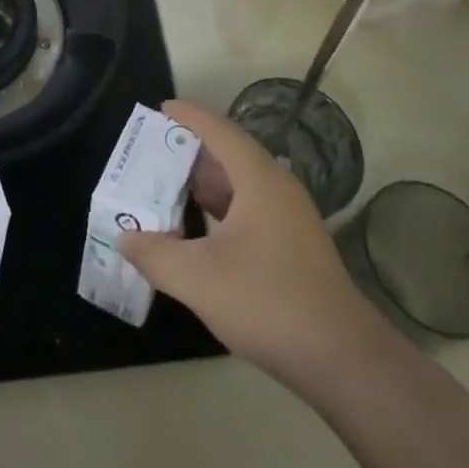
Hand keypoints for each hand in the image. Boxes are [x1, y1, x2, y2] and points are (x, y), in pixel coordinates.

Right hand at [118, 99, 383, 390]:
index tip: (160, 108)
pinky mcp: (294, 245)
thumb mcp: (199, 279)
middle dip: (190, 151)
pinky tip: (199, 230)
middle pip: (229, 154)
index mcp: (258, 179)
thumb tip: (125, 237)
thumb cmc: (268, 302)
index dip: (189, 116)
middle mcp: (277, 187)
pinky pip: (250, 209)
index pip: (219, 131)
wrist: (343, 359)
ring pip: (240, 184)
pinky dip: (221, 208)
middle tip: (151, 154)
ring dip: (205, 183)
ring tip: (167, 187)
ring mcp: (290, 217)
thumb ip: (156, 255)